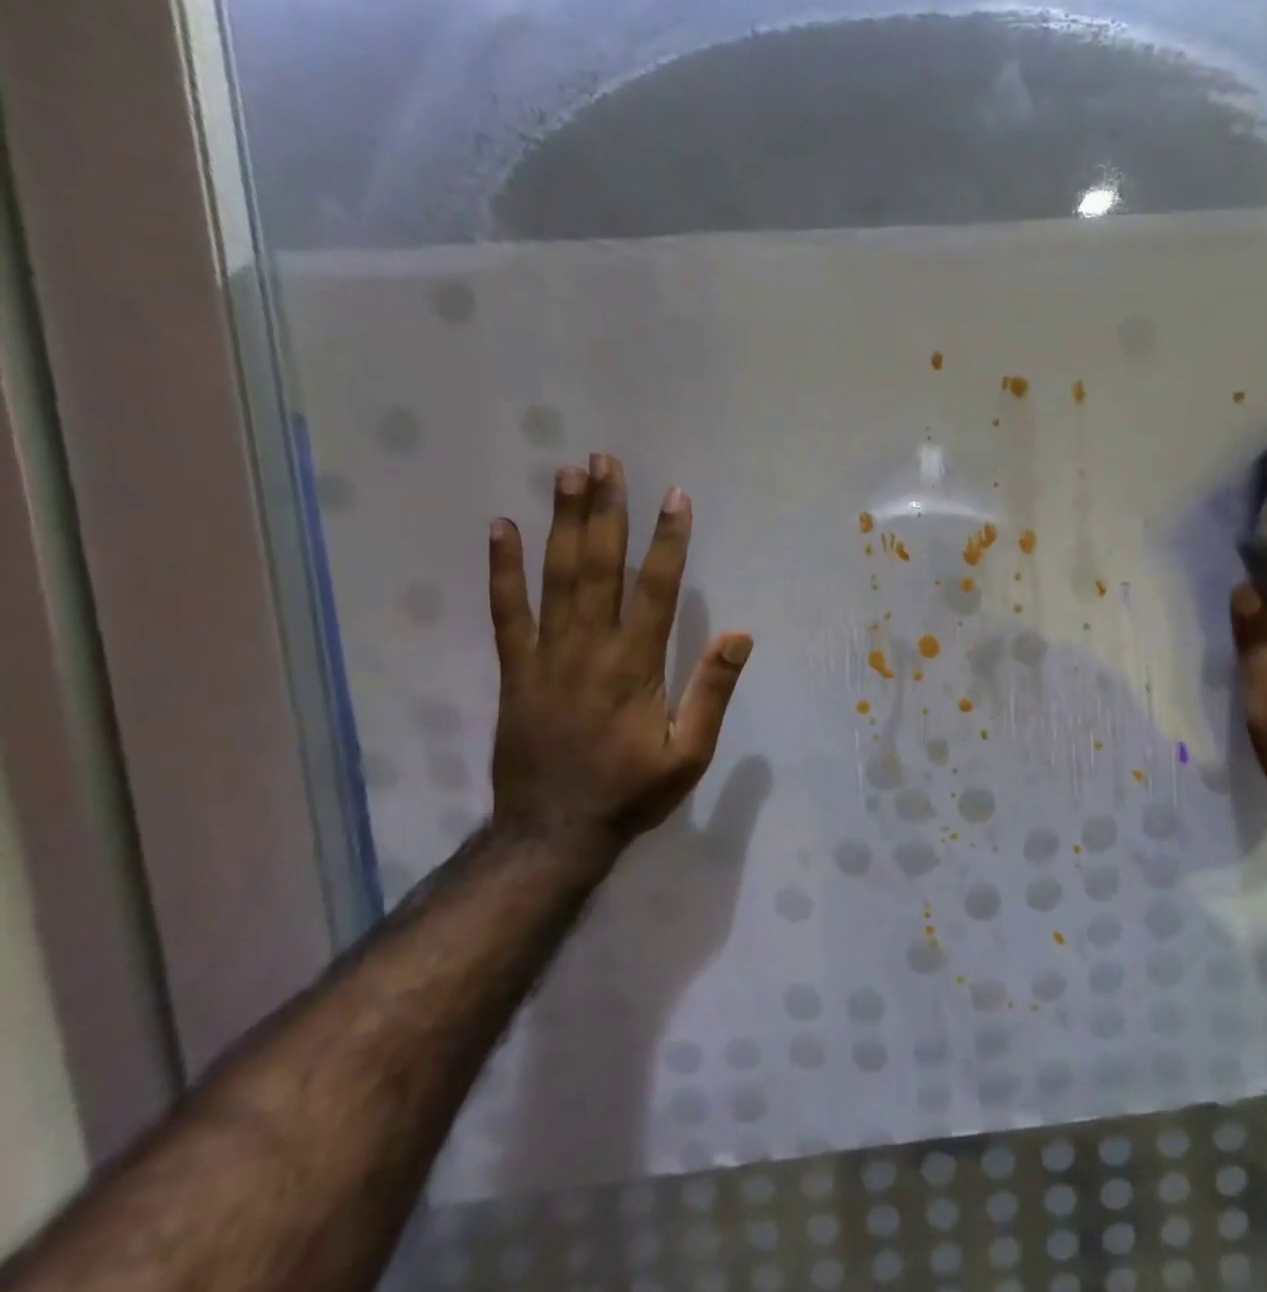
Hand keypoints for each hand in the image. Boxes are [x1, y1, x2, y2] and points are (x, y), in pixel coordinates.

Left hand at [487, 454, 753, 852]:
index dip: (667, 540)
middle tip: (605, 460)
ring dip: (562, 523)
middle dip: (606, 510)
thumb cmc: (631, 792)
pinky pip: (505, 611)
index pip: (656, 589)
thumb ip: (711, 692)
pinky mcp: (514, 670)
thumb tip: (739, 635)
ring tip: (565, 474)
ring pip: (555, 577)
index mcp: (636, 666)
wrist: (553, 832)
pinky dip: (502, 569)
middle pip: (598, 567)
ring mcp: (545, 655)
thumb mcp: (689, 753)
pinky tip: (502, 529)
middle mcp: (590, 648)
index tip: (674, 496)